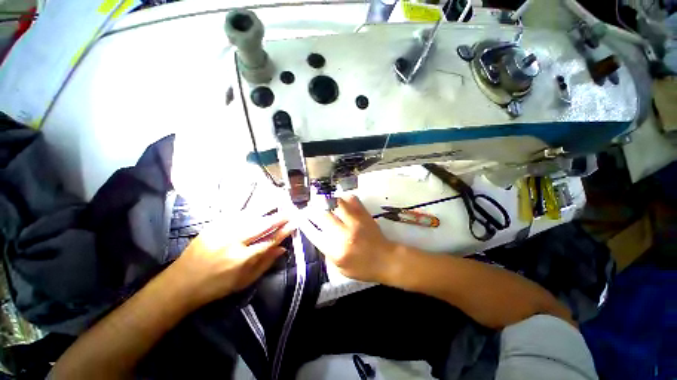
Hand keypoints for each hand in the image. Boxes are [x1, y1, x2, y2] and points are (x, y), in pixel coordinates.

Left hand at [167, 213, 293, 306]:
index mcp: (241, 259)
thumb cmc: (216, 287)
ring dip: (266, 212)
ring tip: (278, 207)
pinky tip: (257, 210)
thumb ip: (265, 264)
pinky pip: (235, 216)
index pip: (269, 240)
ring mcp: (221, 231)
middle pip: (261, 225)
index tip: (294, 224)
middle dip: (278, 218)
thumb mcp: (244, 281)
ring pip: (249, 217)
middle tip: (290, 211)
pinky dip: (249, 212)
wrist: (181, 284)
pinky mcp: (212, 226)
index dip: (283, 231)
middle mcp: (233, 242)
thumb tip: (282, 249)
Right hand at [299, 195, 395, 282]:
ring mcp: (355, 221)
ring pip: (336, 203)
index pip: (313, 232)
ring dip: (327, 201)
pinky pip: (351, 199)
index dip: (304, 222)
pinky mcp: (364, 214)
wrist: (386, 259)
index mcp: (336, 250)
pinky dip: (343, 198)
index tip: (299, 216)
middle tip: (309, 206)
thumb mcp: (339, 268)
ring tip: (323, 200)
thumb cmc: (362, 268)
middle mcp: (344, 233)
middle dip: (312, 209)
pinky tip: (340, 200)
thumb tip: (318, 233)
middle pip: (322, 214)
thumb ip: (326, 251)